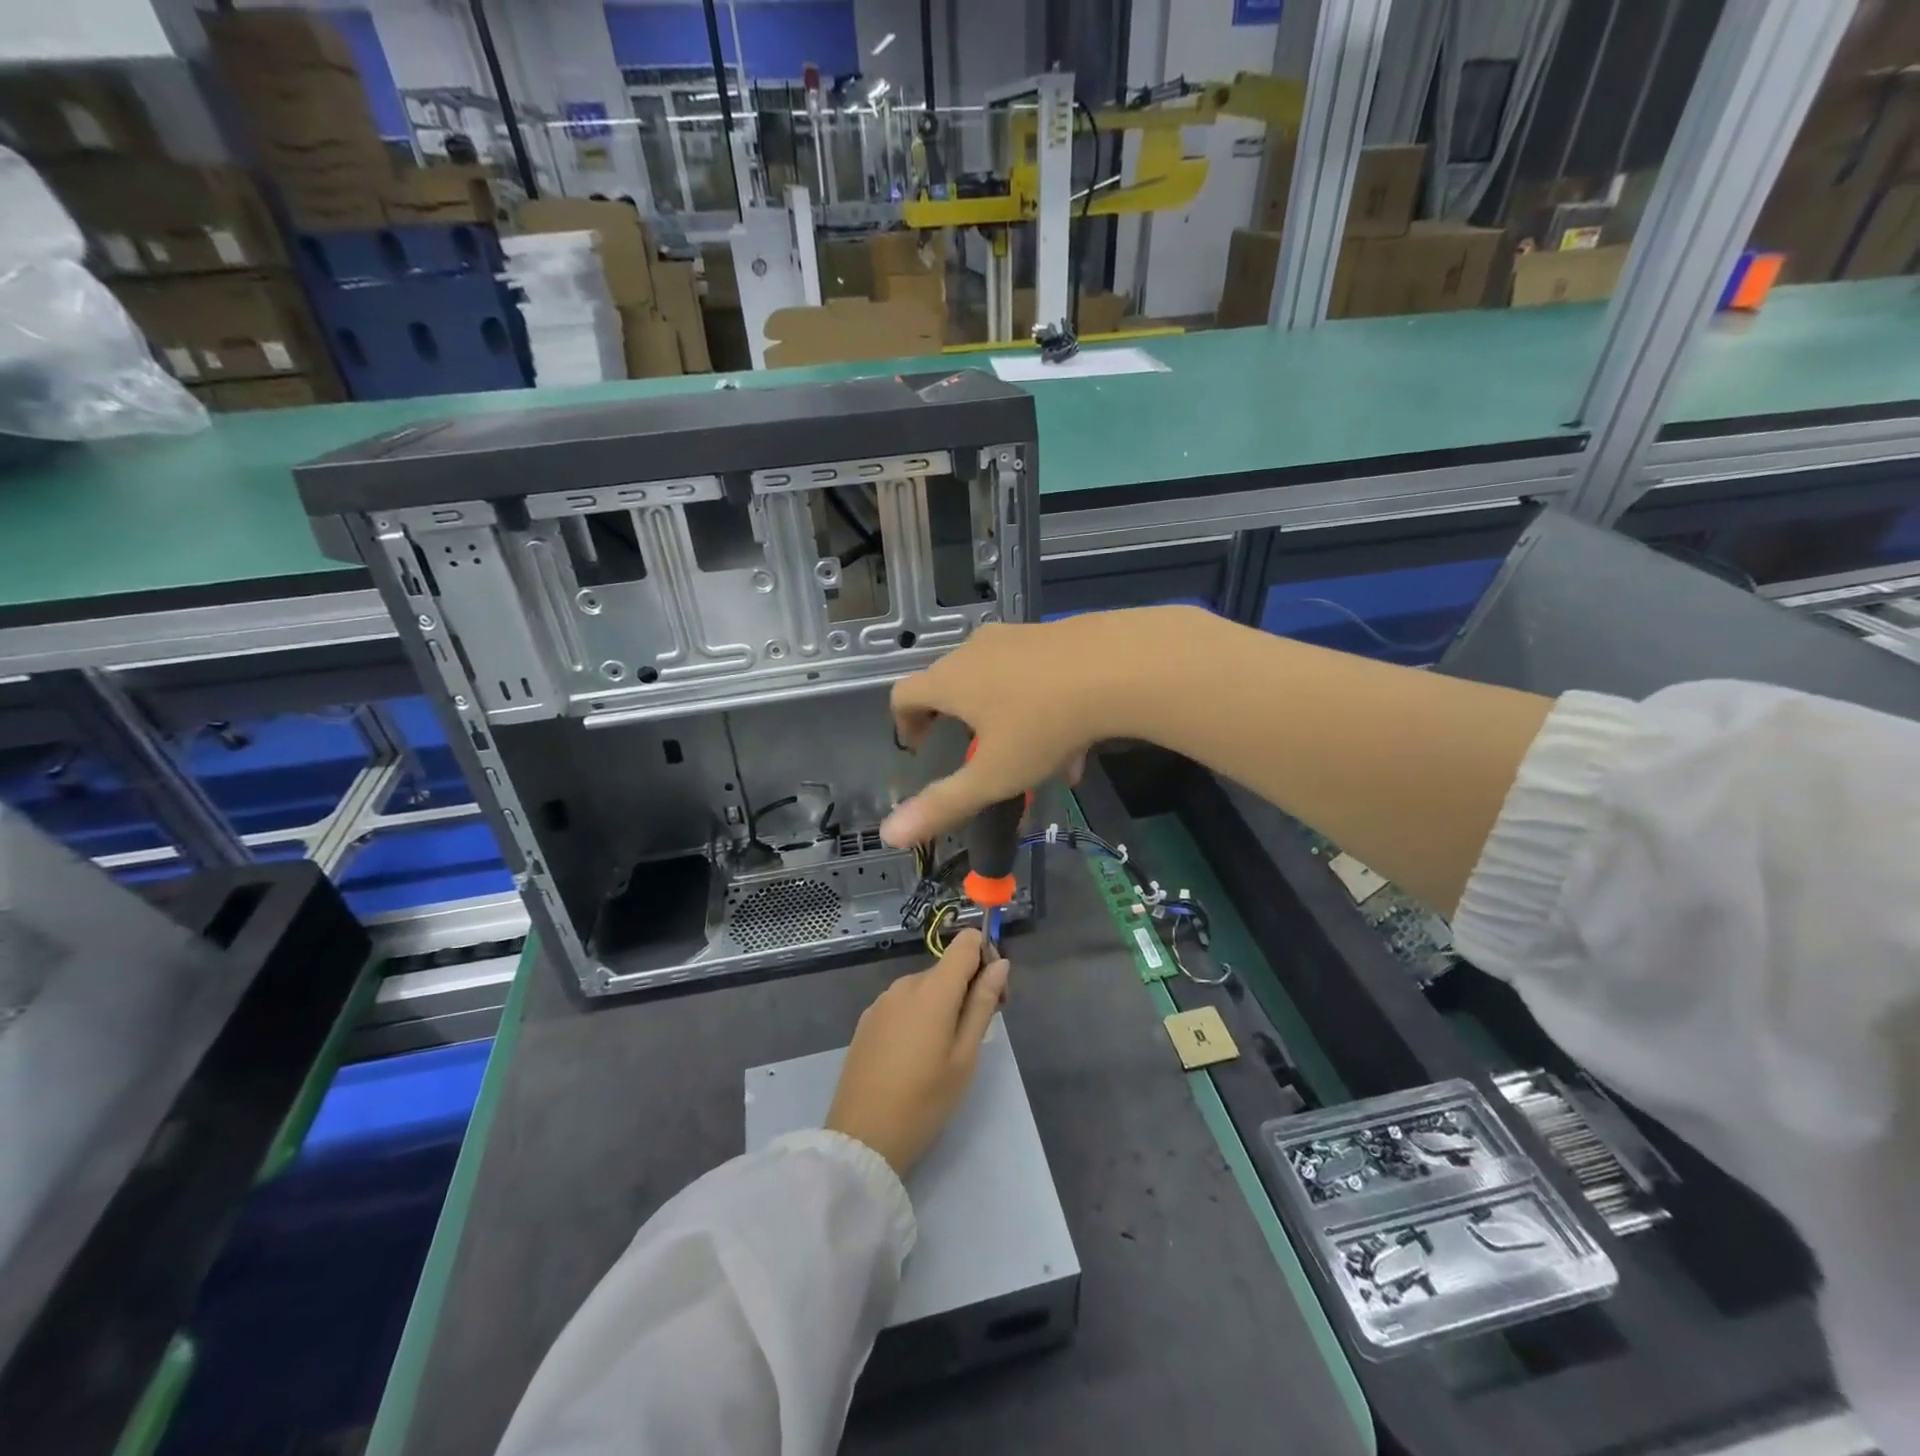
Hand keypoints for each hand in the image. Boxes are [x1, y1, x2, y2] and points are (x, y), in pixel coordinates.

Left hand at [825, 929, 1011, 1175]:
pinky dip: (918, 1015)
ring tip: (944, 1052)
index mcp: (933, 989)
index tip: (993, 994)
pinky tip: (915, 1055)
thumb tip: (1000, 963)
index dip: (986, 956)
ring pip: (925, 987)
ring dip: (942, 1004)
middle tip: (975, 1036)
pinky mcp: (867, 1020)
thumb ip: (982, 1004)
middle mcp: (905, 984)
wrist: (862, 1138)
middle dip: (968, 988)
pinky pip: (903, 1003)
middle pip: (947, 968)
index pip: (965, 942)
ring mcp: (882, 1001)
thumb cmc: (924, 1101)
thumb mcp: (965, 1056)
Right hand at [881, 610, 1195, 846]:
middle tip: (975, 755)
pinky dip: (1041, 708)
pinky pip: (1035, 675)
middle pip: (951, 684)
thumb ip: (943, 805)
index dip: (904, 723)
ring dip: (1006, 720)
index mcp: (951, 679)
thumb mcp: (993, 774)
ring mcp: (1017, 638)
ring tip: (1034, 763)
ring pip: (998, 681)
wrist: (1119, 666)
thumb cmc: (1043, 724)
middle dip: (958, 721)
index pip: (904, 694)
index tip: (920, 747)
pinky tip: (1075, 746)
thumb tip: (890, 834)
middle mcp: (976, 650)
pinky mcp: (1054, 635)